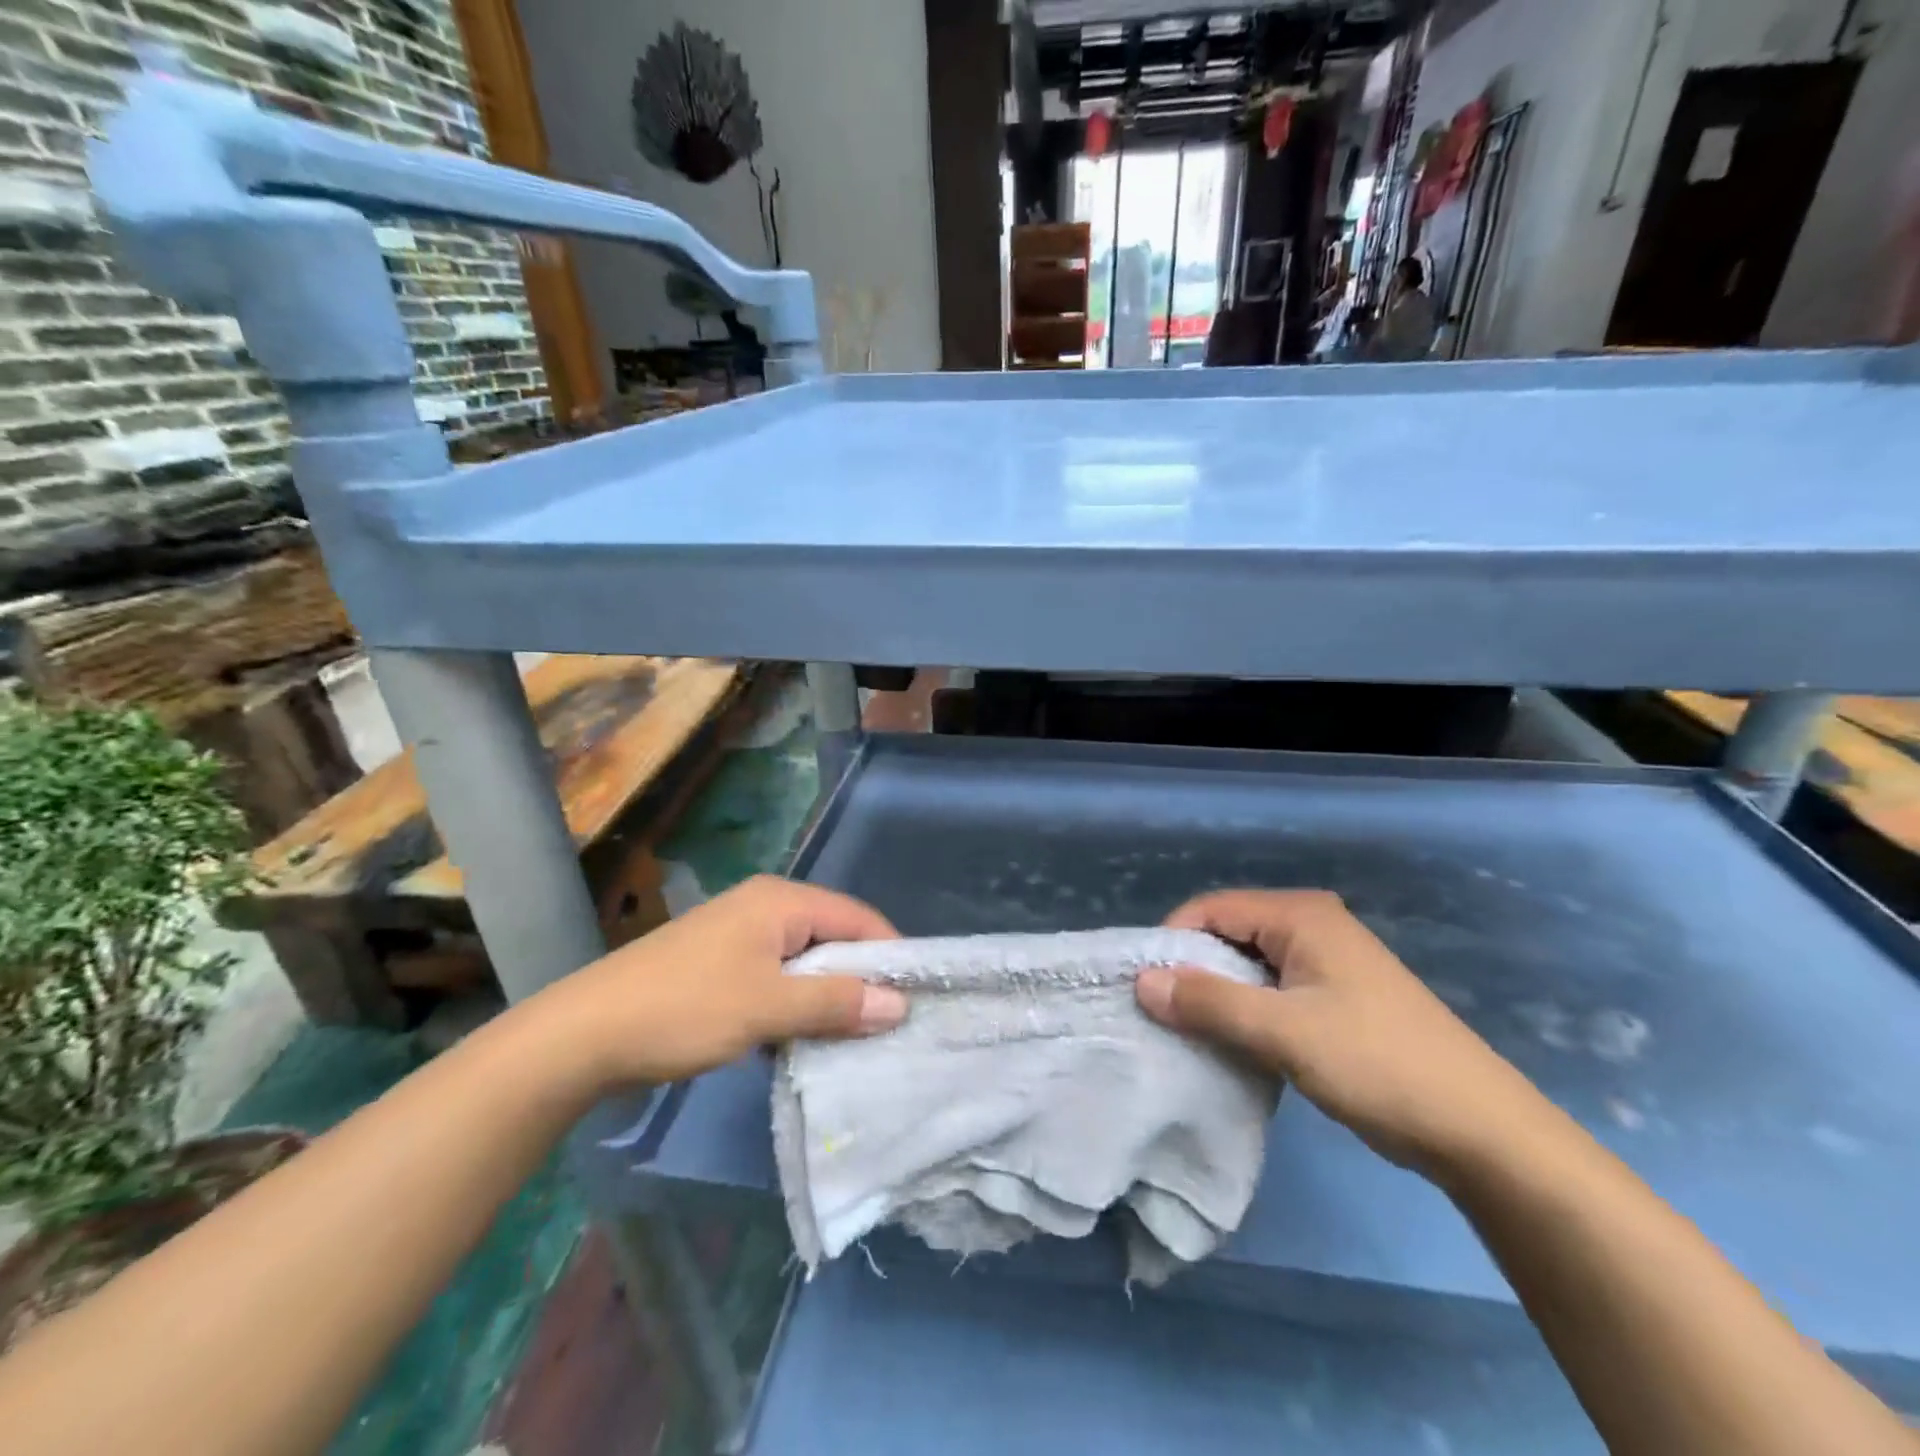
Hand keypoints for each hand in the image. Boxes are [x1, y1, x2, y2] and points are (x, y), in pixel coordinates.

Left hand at [537, 875, 905, 1089]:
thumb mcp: (768, 1008)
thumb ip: (836, 1003)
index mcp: (781, 900)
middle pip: (834, 935)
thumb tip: (900, 1004)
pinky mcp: (722, 962)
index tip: (916, 998)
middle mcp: (765, 905)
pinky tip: (803, 1036)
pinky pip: (779, 975)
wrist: (583, 1034)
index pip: (858, 918)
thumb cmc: (684, 1009)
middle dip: (861, 977)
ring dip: (828, 994)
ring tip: (853, 1036)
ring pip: (806, 959)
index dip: (890, 954)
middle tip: (889, 1024)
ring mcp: (740, 933)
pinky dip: (796, 1001)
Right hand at [1136, 889, 1551, 1179]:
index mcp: (1300, 916)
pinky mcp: (1335, 999)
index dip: (1172, 941)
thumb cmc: (1378, 1065)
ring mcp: (1326, 964)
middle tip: (1158, 1013)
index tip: (1142, 986)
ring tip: (1186, 1031)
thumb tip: (1140, 981)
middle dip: (1191, 970)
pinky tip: (1230, 1043)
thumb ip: (1209, 1003)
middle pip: (1228, 933)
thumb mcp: (1284, 1032)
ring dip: (1217, 995)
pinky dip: (1244, 1012)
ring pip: (1248, 966)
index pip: (1211, 909)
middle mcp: (1311, 927)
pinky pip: (1271, 991)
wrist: (1482, 1132)